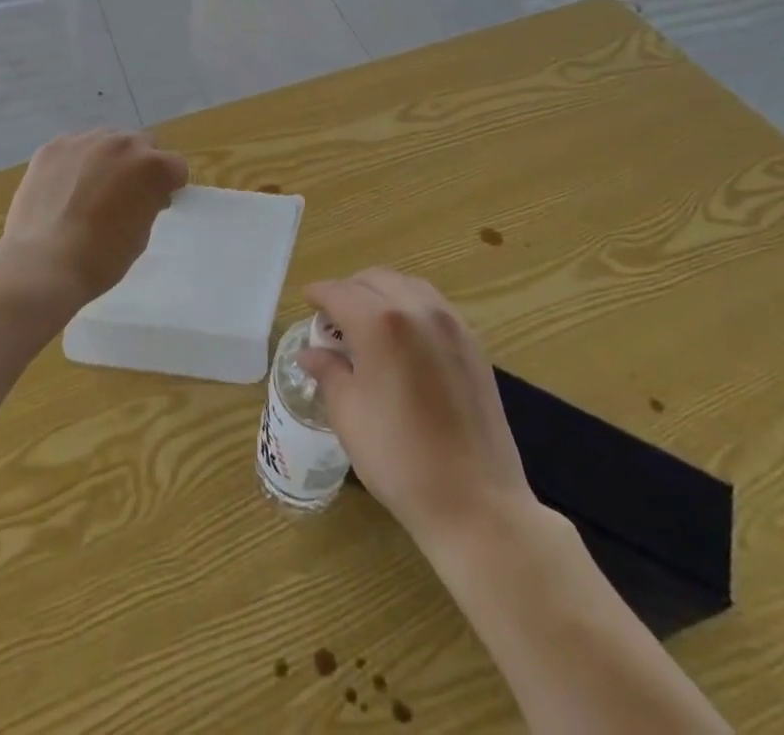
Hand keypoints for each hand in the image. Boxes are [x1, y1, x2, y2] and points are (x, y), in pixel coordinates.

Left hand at [0, 129, 188, 305]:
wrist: (43, 263)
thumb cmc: (101, 258)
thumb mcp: (141, 234)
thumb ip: (148, 202)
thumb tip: (142, 194)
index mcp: (152, 166)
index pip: (175, 166)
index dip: (168, 185)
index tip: (156, 202)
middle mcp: (122, 143)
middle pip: (141, 145)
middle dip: (139, 165)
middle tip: (123, 194)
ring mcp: (85, 141)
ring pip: (106, 140)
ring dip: (107, 159)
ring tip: (89, 189)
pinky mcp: (53, 146)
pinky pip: (74, 147)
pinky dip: (75, 162)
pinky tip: (63, 188)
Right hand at [298, 269, 534, 551]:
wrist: (476, 503)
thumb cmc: (399, 459)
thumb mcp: (348, 415)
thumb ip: (327, 371)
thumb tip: (310, 352)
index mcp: (380, 323)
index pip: (339, 292)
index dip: (318, 295)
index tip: (307, 303)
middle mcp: (416, 309)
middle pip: (373, 279)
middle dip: (348, 291)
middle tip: (333, 320)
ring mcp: (450, 323)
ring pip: (406, 285)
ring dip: (380, 293)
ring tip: (367, 325)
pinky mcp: (472, 343)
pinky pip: (433, 304)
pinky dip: (410, 306)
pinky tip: (403, 338)